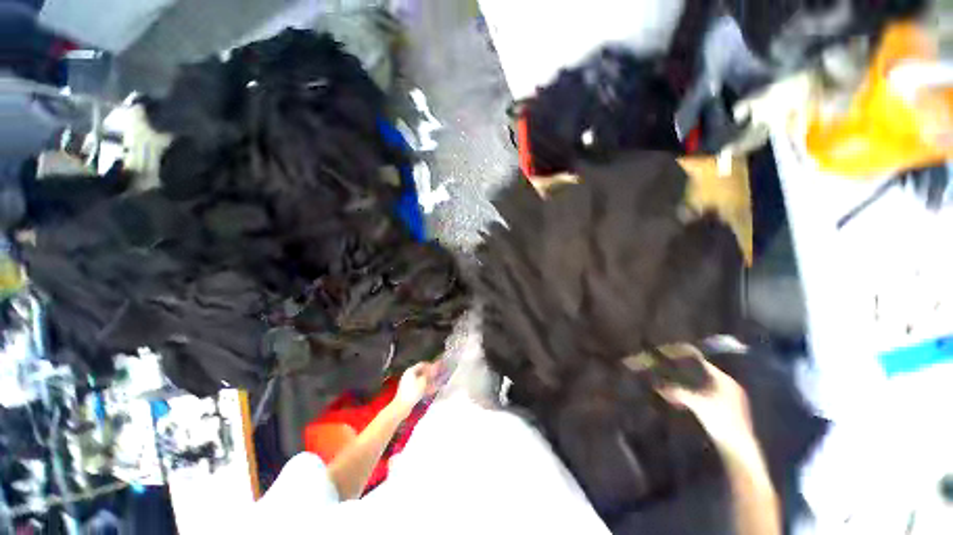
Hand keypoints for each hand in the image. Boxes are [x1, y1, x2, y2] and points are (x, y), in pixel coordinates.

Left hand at [390, 362, 440, 418]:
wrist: (402, 406)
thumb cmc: (413, 392)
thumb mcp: (423, 381)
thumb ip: (429, 373)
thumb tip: (435, 366)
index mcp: (411, 370)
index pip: (422, 364)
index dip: (431, 365)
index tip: (438, 368)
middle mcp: (409, 375)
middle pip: (421, 372)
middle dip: (430, 374)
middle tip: (438, 376)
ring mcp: (408, 383)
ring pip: (421, 380)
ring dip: (429, 381)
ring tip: (436, 384)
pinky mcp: (409, 390)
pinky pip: (418, 386)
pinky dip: (425, 387)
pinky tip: (431, 390)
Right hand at [659, 357, 759, 460]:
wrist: (738, 447)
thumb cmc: (720, 420)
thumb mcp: (696, 404)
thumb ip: (677, 392)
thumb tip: (658, 385)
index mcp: (725, 380)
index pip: (703, 363)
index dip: (687, 359)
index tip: (672, 358)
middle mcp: (730, 386)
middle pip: (704, 374)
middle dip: (687, 372)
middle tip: (670, 370)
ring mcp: (731, 399)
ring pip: (706, 385)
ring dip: (691, 384)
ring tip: (675, 383)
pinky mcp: (729, 411)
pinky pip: (708, 395)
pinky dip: (696, 394)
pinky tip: (686, 399)